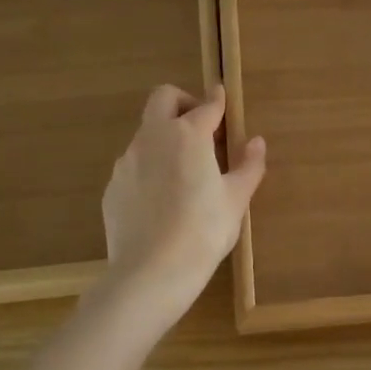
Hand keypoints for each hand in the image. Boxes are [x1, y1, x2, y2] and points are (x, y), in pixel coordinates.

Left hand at [101, 83, 266, 308]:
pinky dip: (150, 168)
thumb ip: (249, 166)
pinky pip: (134, 165)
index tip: (223, 97)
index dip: (218, 100)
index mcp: (188, 135)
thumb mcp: (236, 200)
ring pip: (146, 132)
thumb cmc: (204, 231)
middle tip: (202, 128)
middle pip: (164, 98)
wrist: (151, 272)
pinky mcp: (113, 185)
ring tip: (184, 171)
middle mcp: (154, 137)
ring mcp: (127, 161)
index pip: (207, 105)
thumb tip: (256, 142)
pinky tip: (162, 200)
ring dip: (166, 137)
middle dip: (184, 102)